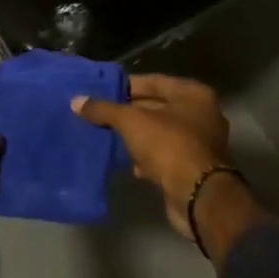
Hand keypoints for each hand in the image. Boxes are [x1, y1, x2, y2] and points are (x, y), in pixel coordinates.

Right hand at [71, 74, 233, 240]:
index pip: (154, 81)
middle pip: (158, 107)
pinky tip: (129, 162)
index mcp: (193, 94)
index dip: (127, 85)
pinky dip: (148, 156)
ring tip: (109, 136)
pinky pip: (166, 154)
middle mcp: (203, 114)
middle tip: (102, 113)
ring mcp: (202, 142)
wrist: (195, 196)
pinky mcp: (196, 168)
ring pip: (162, 132)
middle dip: (130, 111)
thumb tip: (76, 101)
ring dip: (138, 135)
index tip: (103, 91)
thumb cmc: (168, 146)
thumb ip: (104, 109)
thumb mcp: (131, 122)